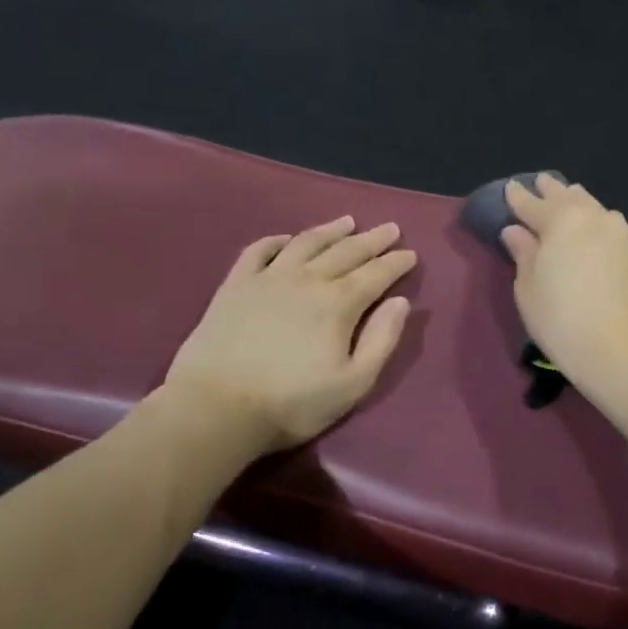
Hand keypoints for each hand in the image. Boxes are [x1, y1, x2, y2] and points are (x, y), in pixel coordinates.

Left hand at [164, 216, 416, 455]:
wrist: (216, 407)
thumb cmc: (292, 403)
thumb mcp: (352, 384)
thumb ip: (381, 340)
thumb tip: (400, 302)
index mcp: (339, 303)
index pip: (376, 274)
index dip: (396, 262)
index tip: (411, 253)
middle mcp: (307, 279)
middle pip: (346, 251)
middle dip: (372, 239)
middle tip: (390, 228)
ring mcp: (268, 278)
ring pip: (306, 242)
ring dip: (330, 230)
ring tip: (347, 221)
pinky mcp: (236, 285)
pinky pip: (259, 251)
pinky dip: (276, 240)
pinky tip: (287, 239)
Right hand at [501, 176, 627, 383]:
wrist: (626, 351)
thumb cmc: (563, 321)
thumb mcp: (529, 290)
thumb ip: (524, 254)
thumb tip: (515, 230)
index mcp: (561, 222)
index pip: (533, 204)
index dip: (519, 197)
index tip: (510, 188)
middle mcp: (596, 218)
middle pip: (570, 198)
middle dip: (553, 190)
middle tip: (542, 182)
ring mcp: (625, 234)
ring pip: (599, 210)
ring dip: (582, 204)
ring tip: (573, 200)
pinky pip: (620, 232)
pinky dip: (606, 229)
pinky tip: (605, 236)